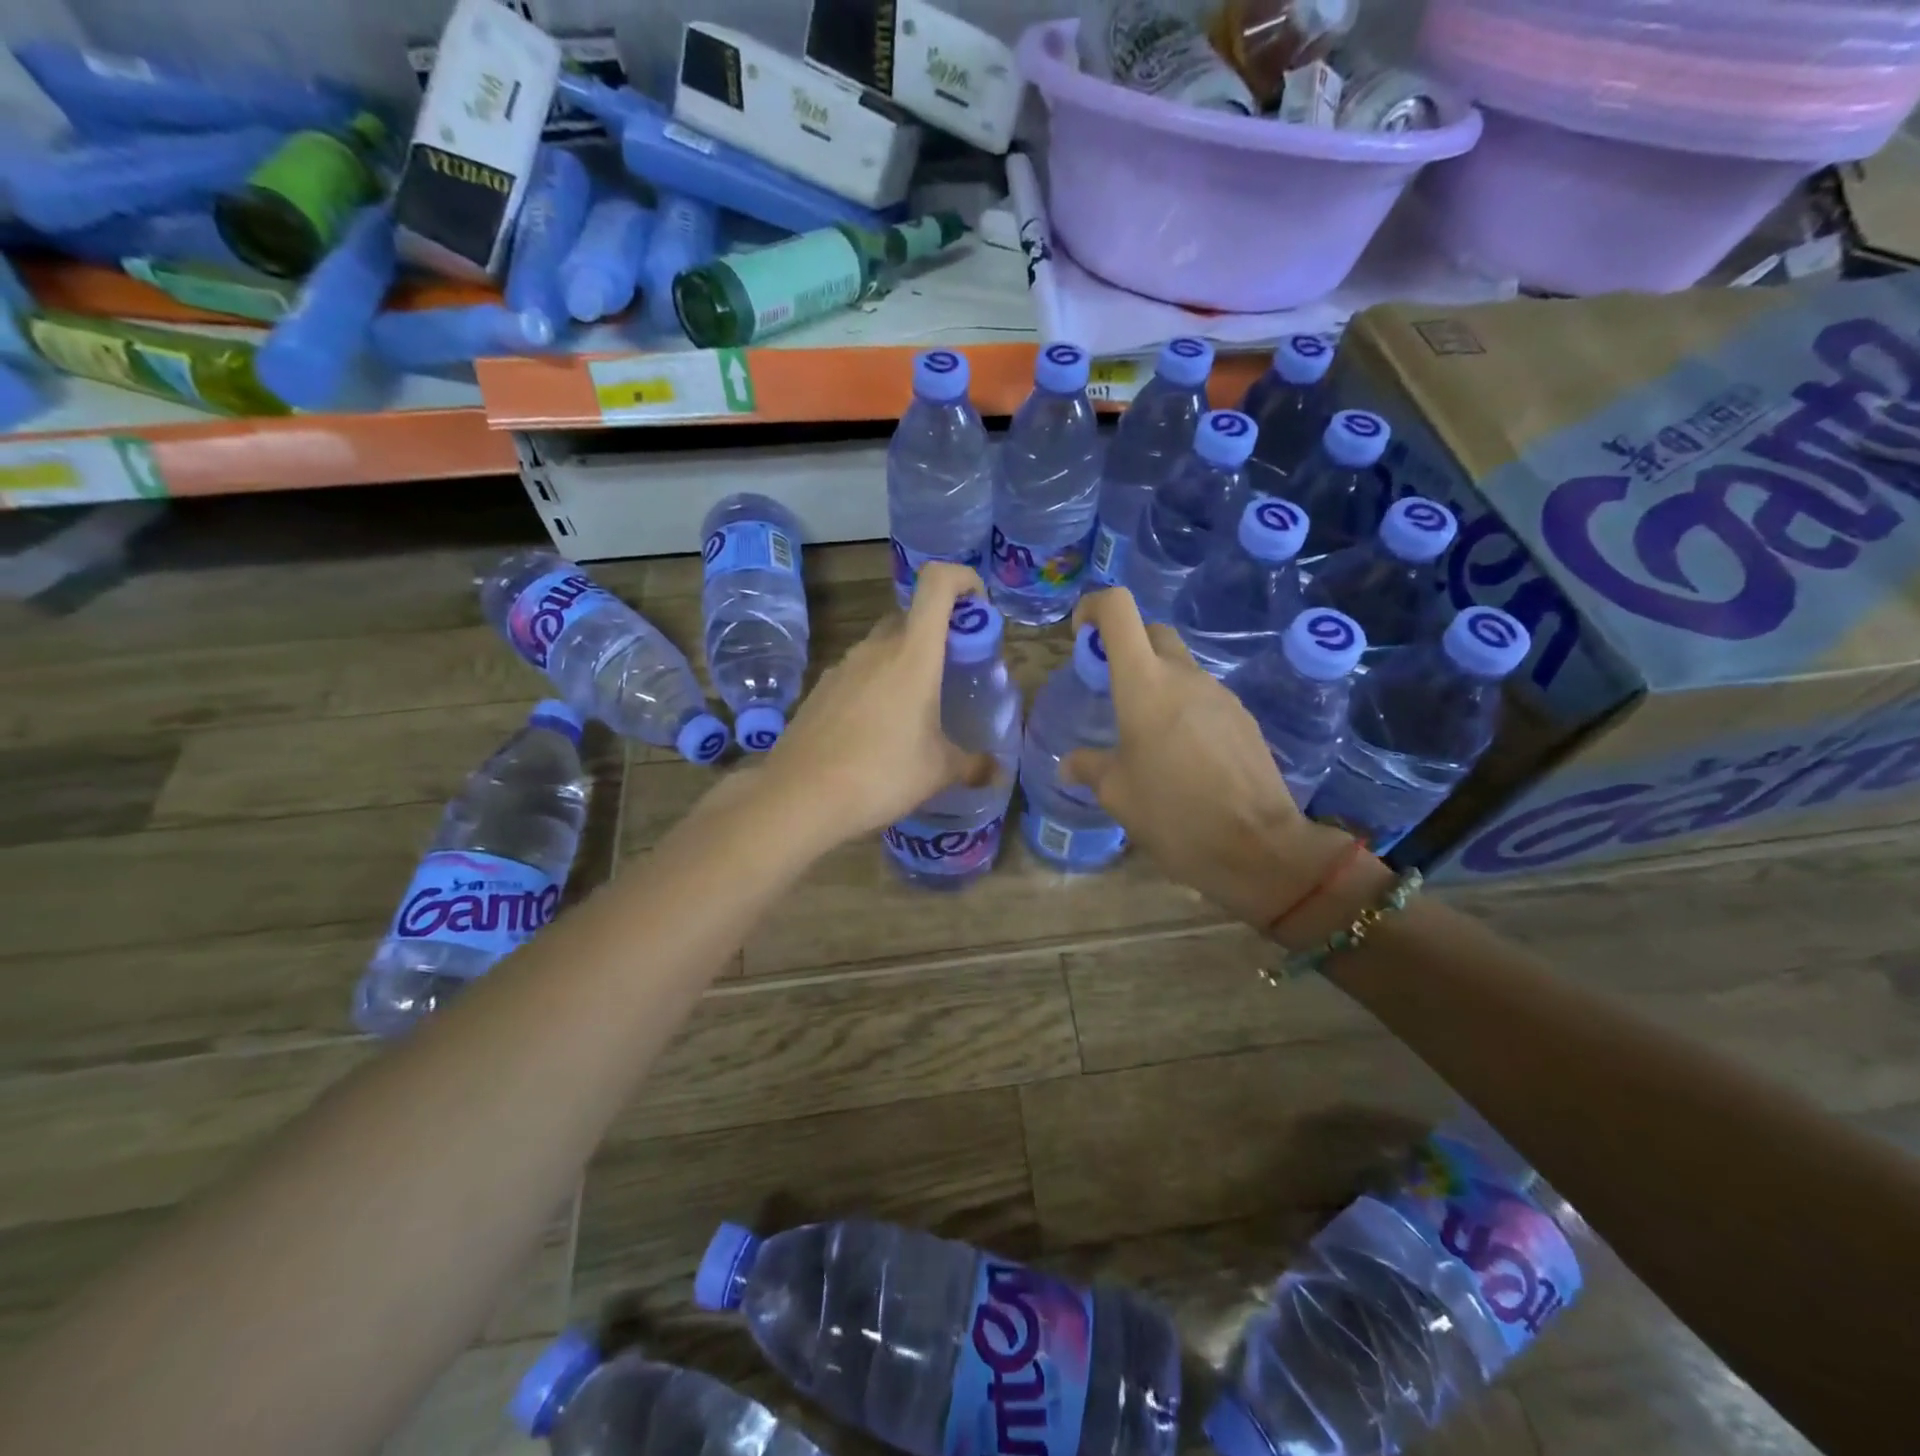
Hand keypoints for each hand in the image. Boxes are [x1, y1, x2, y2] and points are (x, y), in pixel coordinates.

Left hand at [760, 562, 994, 849]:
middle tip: (952, 672)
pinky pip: (857, 673)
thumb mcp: (938, 771)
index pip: (937, 583)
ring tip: (916, 709)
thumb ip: (972, 764)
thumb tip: (995, 771)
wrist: (799, 796)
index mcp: (913, 653)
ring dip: (904, 662)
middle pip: (910, 616)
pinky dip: (875, 685)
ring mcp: (842, 666)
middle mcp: (876, 648)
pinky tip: (876, 730)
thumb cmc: (882, 774)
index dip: (963, 579)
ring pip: (882, 646)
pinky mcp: (819, 689)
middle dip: (937, 633)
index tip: (978, 607)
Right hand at [1061, 587, 1362, 929]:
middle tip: (1109, 686)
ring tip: (1144, 734)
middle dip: (1125, 645)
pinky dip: (1184, 708)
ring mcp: (1220, 694)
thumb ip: (1089, 768)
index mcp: (1144, 684)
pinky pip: (1204, 697)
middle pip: (1152, 632)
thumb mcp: (1117, 794)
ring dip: (1157, 682)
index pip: (1119, 609)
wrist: (1258, 848)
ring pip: (1181, 667)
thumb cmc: (1173, 814)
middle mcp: (1184, 676)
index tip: (1080, 634)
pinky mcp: (1243, 717)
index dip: (1094, 606)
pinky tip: (1181, 754)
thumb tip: (1068, 764)